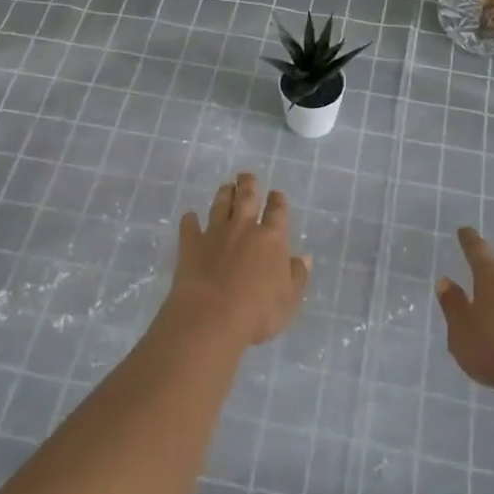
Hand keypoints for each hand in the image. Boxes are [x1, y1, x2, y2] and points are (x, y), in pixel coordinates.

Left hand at [160, 173, 311, 347]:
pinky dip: (190, 220)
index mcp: (272, 238)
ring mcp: (215, 234)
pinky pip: (189, 226)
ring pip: (220, 205)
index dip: (278, 201)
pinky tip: (190, 216)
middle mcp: (243, 228)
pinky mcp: (190, 245)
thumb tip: (304, 257)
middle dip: (248, 184)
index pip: (277, 211)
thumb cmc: (259, 312)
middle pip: (247, 198)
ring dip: (223, 194)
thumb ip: (297, 275)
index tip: (276, 194)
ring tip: (226, 186)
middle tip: (247, 175)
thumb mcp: (290, 299)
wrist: (211, 318)